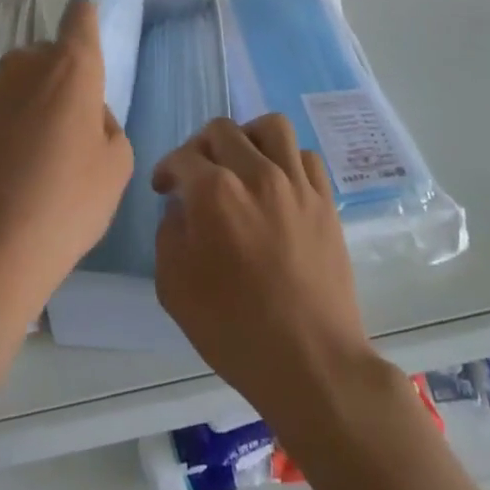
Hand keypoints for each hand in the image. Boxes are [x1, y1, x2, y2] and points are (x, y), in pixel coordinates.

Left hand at [0, 0, 133, 317]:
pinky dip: (5, 131)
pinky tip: (9, 175)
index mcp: (69, 69)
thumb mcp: (116, 168)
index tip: (91, 36)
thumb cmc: (66, 203)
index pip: (79, 17)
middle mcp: (24, 69)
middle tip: (72, 123)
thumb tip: (88, 115)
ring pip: (17, 85)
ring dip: (30, 103)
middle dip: (60, 75)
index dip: (86, 21)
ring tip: (39, 156)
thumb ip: (108, 126)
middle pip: (45, 54)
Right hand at [154, 115, 378, 417]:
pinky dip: (286, 160)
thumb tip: (181, 209)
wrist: (310, 361)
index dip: (167, 169)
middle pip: (223, 130)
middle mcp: (256, 174)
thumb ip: (169, 234)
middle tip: (196, 174)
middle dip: (200, 146)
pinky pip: (305, 156)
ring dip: (248, 138)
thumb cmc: (234, 329)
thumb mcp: (174, 287)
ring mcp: (296, 184)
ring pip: (271, 127)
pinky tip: (277, 185)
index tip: (164, 188)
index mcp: (214, 192)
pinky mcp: (325, 201)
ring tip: (241, 163)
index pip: (183, 157)